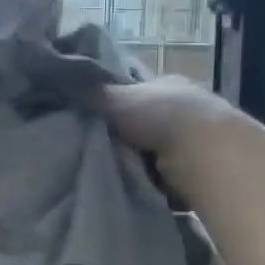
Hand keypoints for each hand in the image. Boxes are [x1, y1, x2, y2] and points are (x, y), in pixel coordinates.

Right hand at [97, 76, 240, 189]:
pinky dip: (156, 183)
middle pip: (144, 121)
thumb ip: (89, 92)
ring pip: (155, 150)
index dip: (112, 103)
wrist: (208, 154)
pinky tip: (139, 189)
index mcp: (167, 83)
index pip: (134, 90)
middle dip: (124, 135)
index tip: (89, 120)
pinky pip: (168, 175)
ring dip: (140, 161)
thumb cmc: (160, 117)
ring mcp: (198, 138)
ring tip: (113, 173)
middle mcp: (186, 106)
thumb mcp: (116, 98)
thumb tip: (57, 75)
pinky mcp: (204, 168)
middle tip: (94, 149)